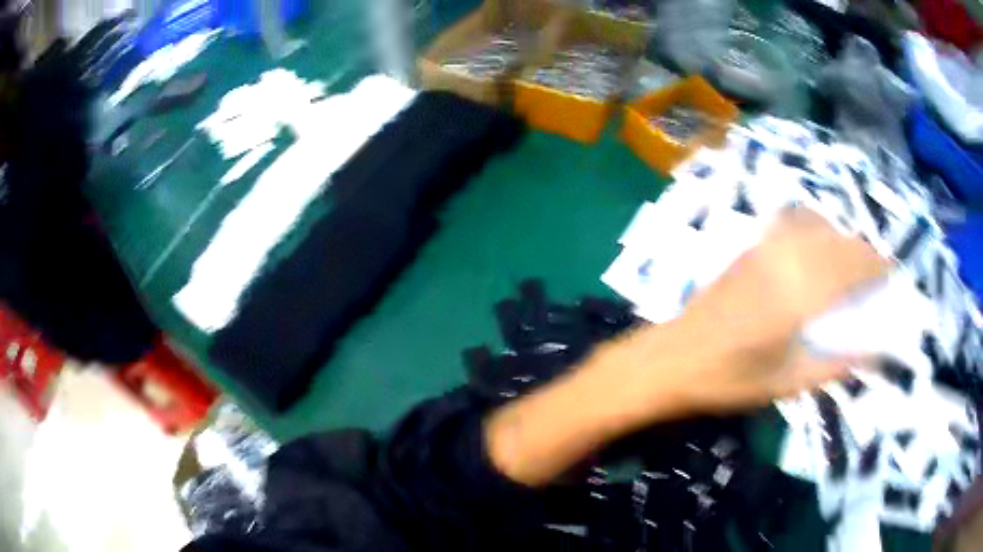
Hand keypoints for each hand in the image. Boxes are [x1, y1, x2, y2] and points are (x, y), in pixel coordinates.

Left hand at [664, 207, 890, 411]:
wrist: (672, 358)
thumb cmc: (727, 380)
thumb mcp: (786, 384)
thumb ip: (833, 366)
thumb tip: (870, 355)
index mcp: (799, 294)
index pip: (851, 267)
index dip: (876, 266)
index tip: (892, 274)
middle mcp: (786, 259)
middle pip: (838, 242)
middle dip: (863, 253)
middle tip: (875, 276)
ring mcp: (764, 248)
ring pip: (817, 226)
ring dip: (841, 239)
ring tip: (851, 264)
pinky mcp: (749, 247)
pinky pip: (792, 223)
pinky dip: (815, 228)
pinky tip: (817, 249)